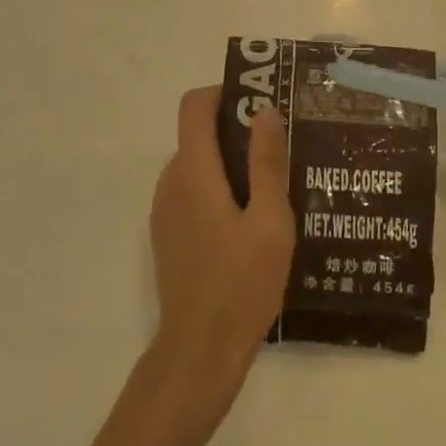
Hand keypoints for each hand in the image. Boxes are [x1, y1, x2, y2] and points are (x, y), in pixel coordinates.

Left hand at [147, 88, 294, 401]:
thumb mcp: (270, 222)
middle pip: (198, 133)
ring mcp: (165, 209)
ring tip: (272, 186)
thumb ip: (267, 162)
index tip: (259, 103)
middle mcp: (171, 180)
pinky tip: (250, 220)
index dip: (223, 93)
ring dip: (229, 162)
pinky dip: (217, 188)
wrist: (199, 352)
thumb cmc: (241, 284)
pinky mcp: (168, 233)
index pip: (194, 106)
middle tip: (279, 147)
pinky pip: (192, 191)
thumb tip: (264, 110)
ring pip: (196, 164)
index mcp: (193, 171)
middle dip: (236, 130)